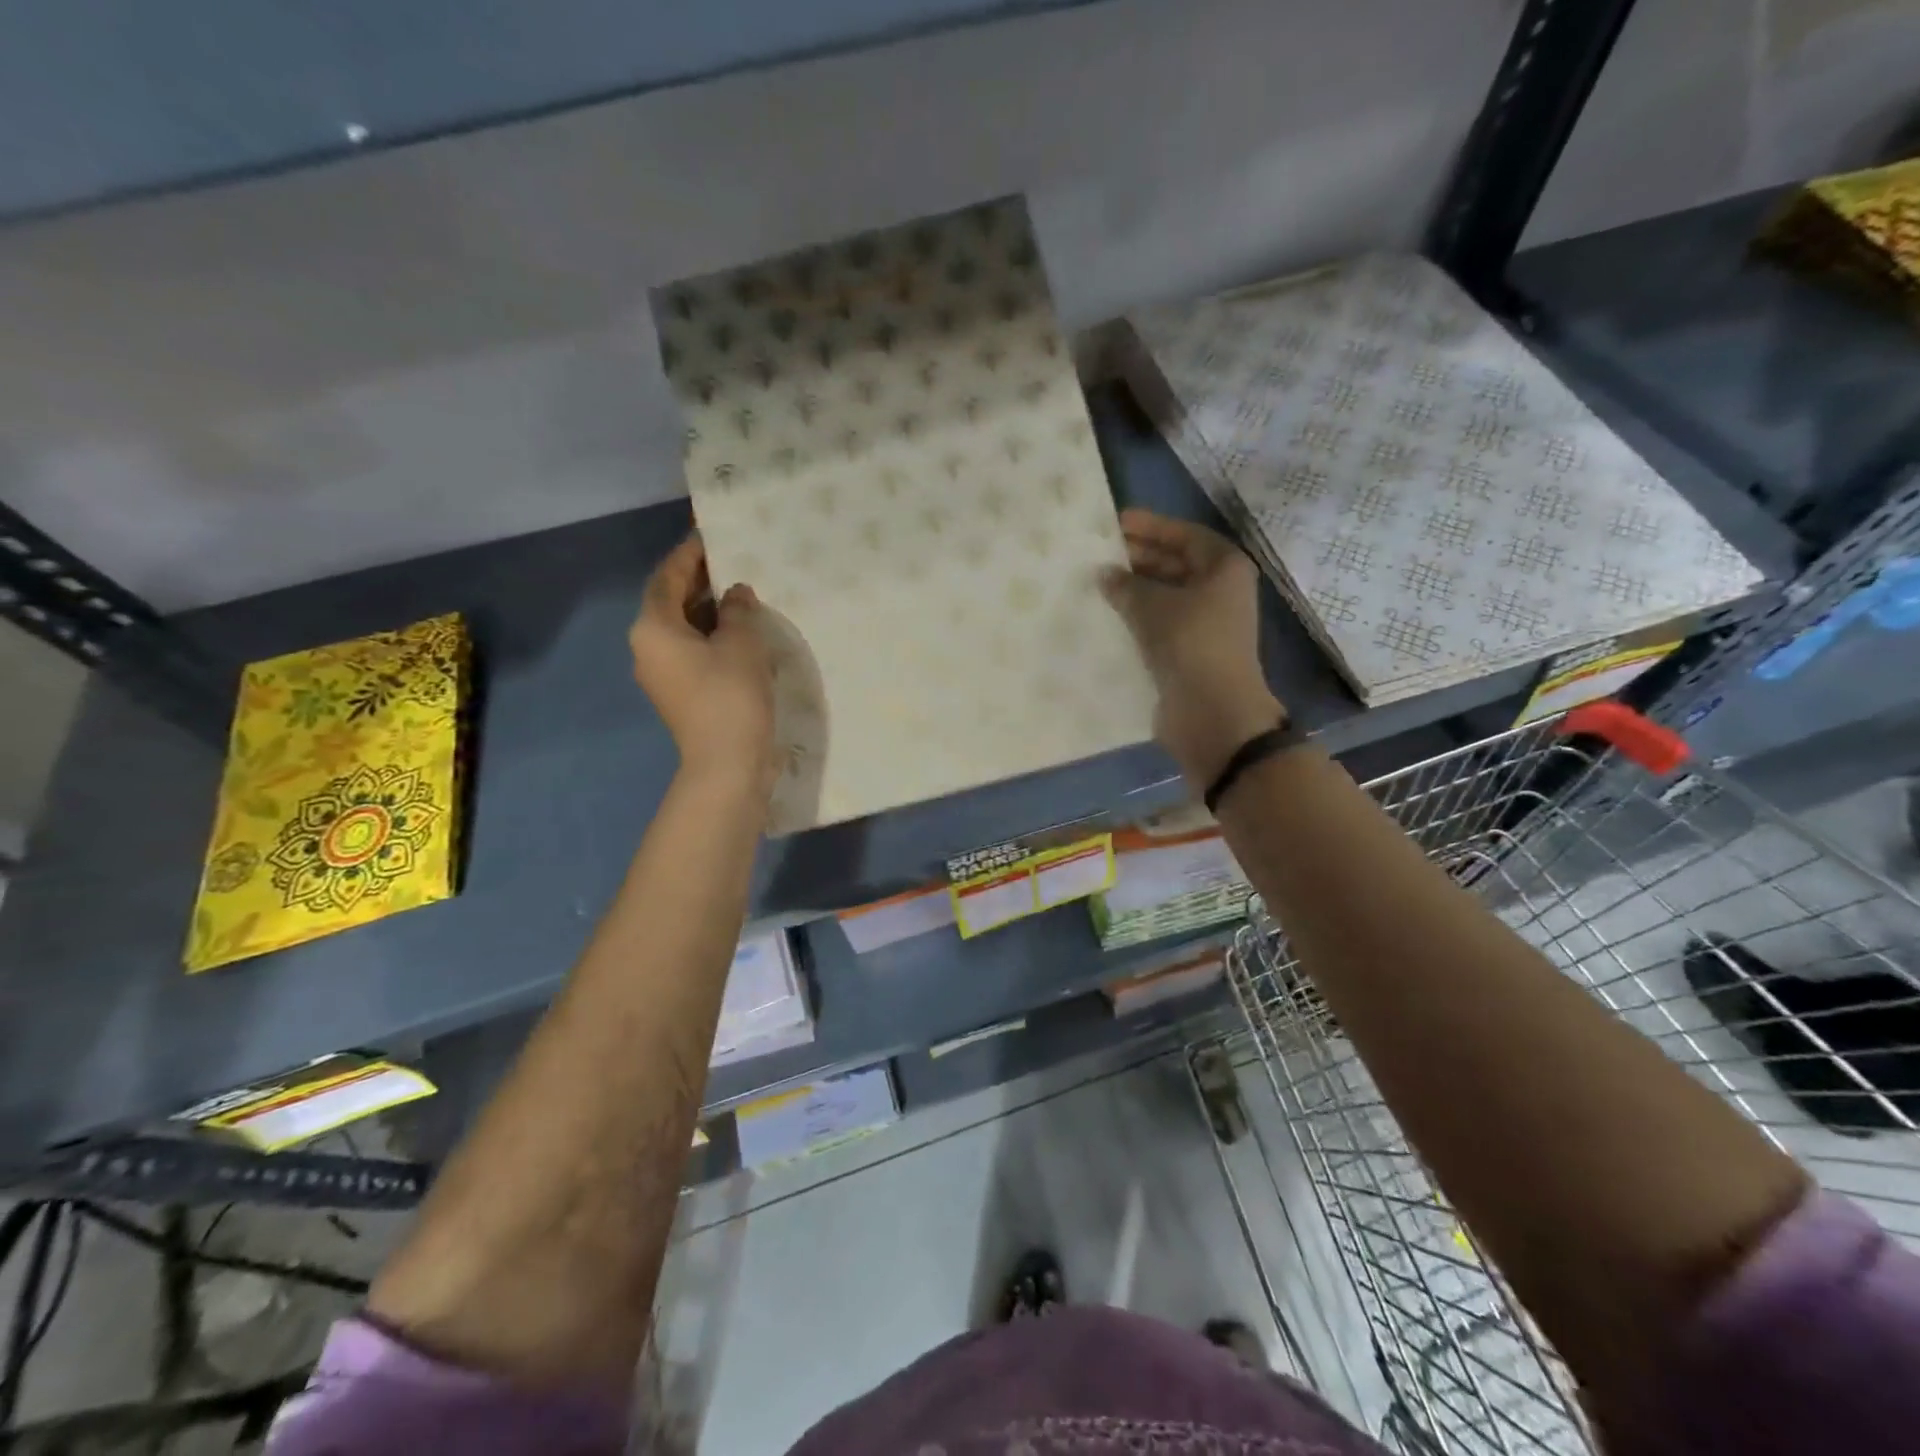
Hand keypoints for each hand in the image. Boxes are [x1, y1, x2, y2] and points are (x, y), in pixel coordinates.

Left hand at [629, 535, 775, 794]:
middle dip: (697, 581)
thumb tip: (735, 594)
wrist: (726, 763)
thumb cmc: (730, 694)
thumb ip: (738, 610)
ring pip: (681, 629)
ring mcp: (661, 674)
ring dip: (706, 610)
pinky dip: (709, 635)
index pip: (666, 578)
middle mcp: (647, 647)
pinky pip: (690, 651)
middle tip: (729, 562)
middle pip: (669, 602)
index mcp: (653, 627)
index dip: (688, 555)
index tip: (709, 537)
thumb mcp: (741, 643)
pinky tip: (737, 632)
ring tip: (738, 594)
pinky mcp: (679, 694)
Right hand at [1101, 509, 1285, 788]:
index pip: (1184, 535)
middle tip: (1099, 553)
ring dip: (1134, 590)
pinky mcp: (1190, 651)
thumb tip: (1104, 574)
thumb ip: (1126, 585)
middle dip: (1139, 558)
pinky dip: (1138, 618)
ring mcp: (1206, 623)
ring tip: (1097, 583)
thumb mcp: (1153, 605)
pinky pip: (1161, 623)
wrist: (1212, 712)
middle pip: (1176, 563)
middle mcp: (1220, 591)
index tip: (1116, 523)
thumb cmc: (1190, 643)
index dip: (1150, 526)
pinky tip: (1108, 616)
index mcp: (1224, 567)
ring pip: (1166, 595)